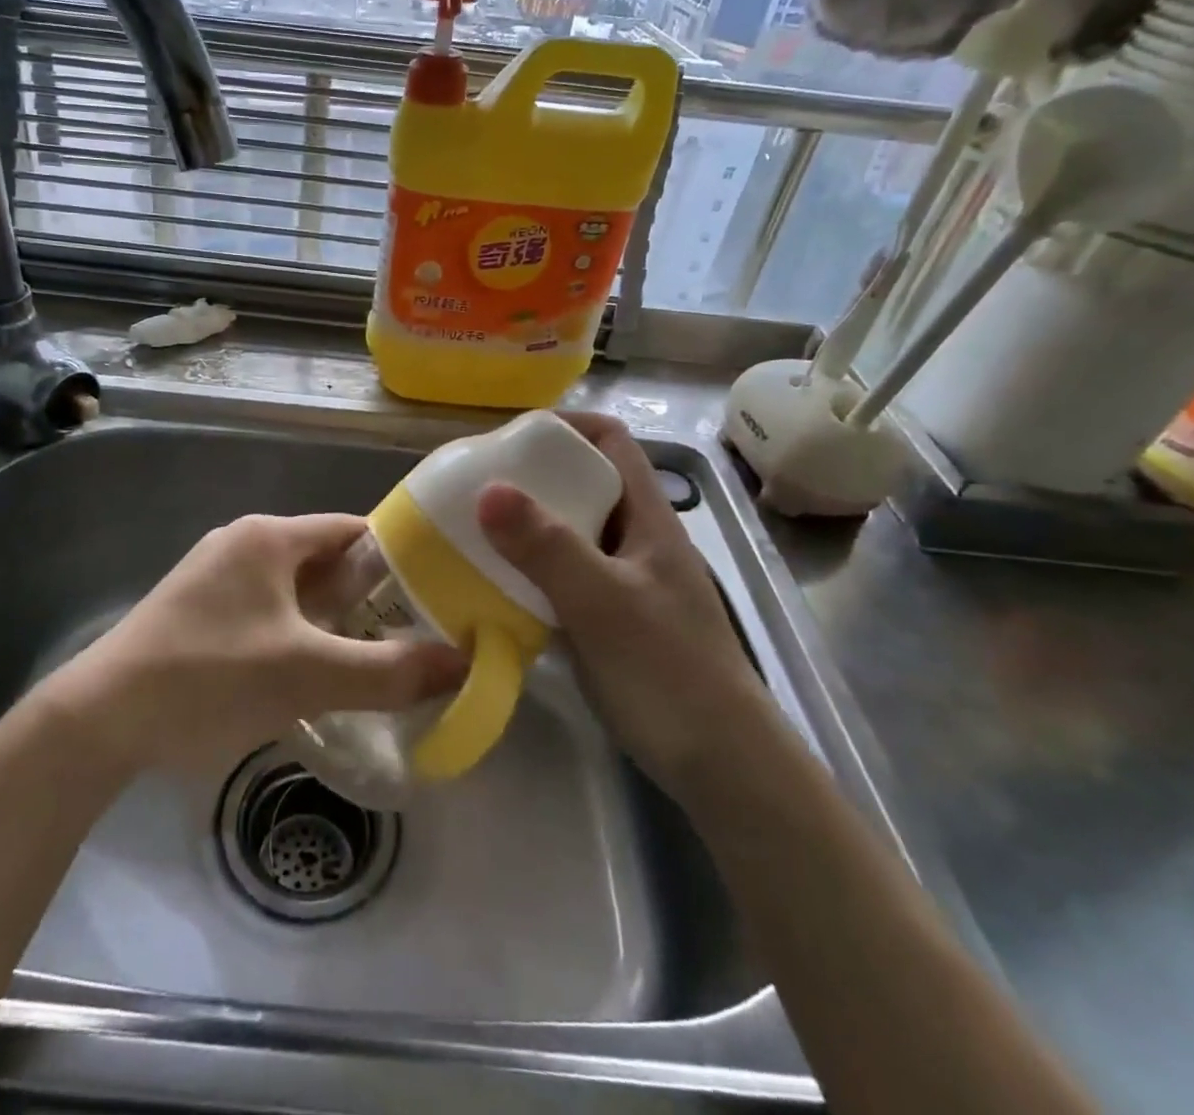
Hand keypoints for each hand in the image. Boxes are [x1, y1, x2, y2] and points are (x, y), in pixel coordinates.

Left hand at [47, 513, 466, 773]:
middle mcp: (243, 543)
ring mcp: (216, 575)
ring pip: (296, 589)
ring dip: (333, 620)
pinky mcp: (198, 610)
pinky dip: (298, 633)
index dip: (399, 560)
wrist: (99, 720)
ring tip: (373, 660)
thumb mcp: (307, 675)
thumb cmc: (210, 678)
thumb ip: (389, 670)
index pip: (354, 531)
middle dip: (369, 598)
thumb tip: (462, 661)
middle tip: (413, 638)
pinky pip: (267, 610)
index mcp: (269, 537)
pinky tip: (312, 673)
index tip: (438, 596)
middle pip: (326, 561)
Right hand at [477, 413, 770, 792]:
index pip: (610, 441)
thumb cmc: (668, 672)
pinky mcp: (607, 619)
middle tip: (475, 486)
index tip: (509, 438)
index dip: (565, 426)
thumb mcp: (603, 603)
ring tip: (472, 528)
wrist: (721, 767)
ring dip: (525, 525)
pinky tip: (494, 584)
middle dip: (531, 475)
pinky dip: (528, 569)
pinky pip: (561, 575)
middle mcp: (635, 539)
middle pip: (583, 483)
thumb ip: (548, 547)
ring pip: (569, 531)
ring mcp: (622, 581)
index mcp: (647, 518)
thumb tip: (487, 489)